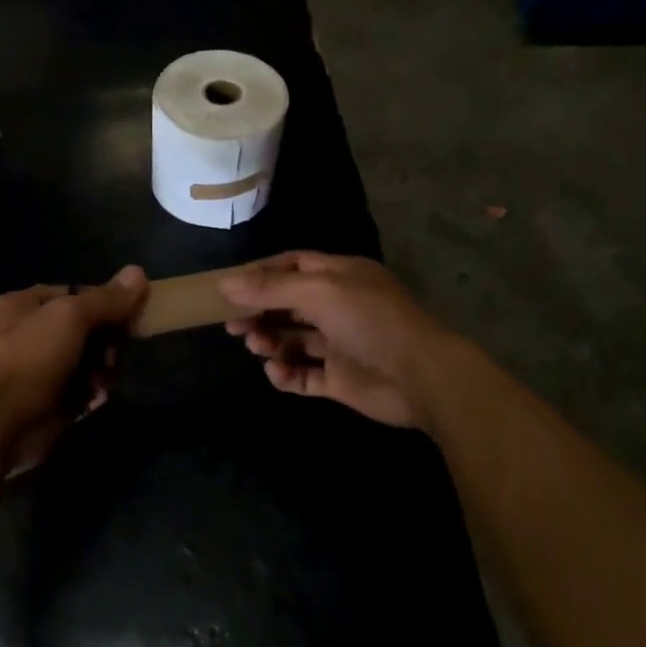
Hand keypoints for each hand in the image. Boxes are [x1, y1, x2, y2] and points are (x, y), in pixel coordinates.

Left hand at [0, 266, 149, 474]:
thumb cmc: (29, 360)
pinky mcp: (47, 404)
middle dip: (106, 340)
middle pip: (84, 329)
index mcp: (24, 306)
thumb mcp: (69, 317)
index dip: (105, 301)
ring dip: (102, 369)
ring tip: (106, 379)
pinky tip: (97, 398)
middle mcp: (28, 335)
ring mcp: (37, 372)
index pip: (75, 294)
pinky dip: (92, 393)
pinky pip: (80, 391)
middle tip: (117, 352)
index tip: (132, 313)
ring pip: (85, 362)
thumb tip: (138, 272)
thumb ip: (106, 299)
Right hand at [221, 252, 461, 428]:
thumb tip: (225, 284)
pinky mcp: (339, 380)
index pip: (293, 266)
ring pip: (292, 339)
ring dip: (269, 341)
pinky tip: (277, 371)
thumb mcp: (319, 292)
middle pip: (287, 304)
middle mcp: (338, 307)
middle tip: (232, 325)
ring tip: (257, 346)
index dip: (261, 274)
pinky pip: (303, 375)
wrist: (421, 376)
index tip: (229, 288)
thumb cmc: (371, 321)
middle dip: (259, 312)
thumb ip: (271, 288)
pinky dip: (286, 373)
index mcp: (340, 277)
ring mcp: (339, 345)